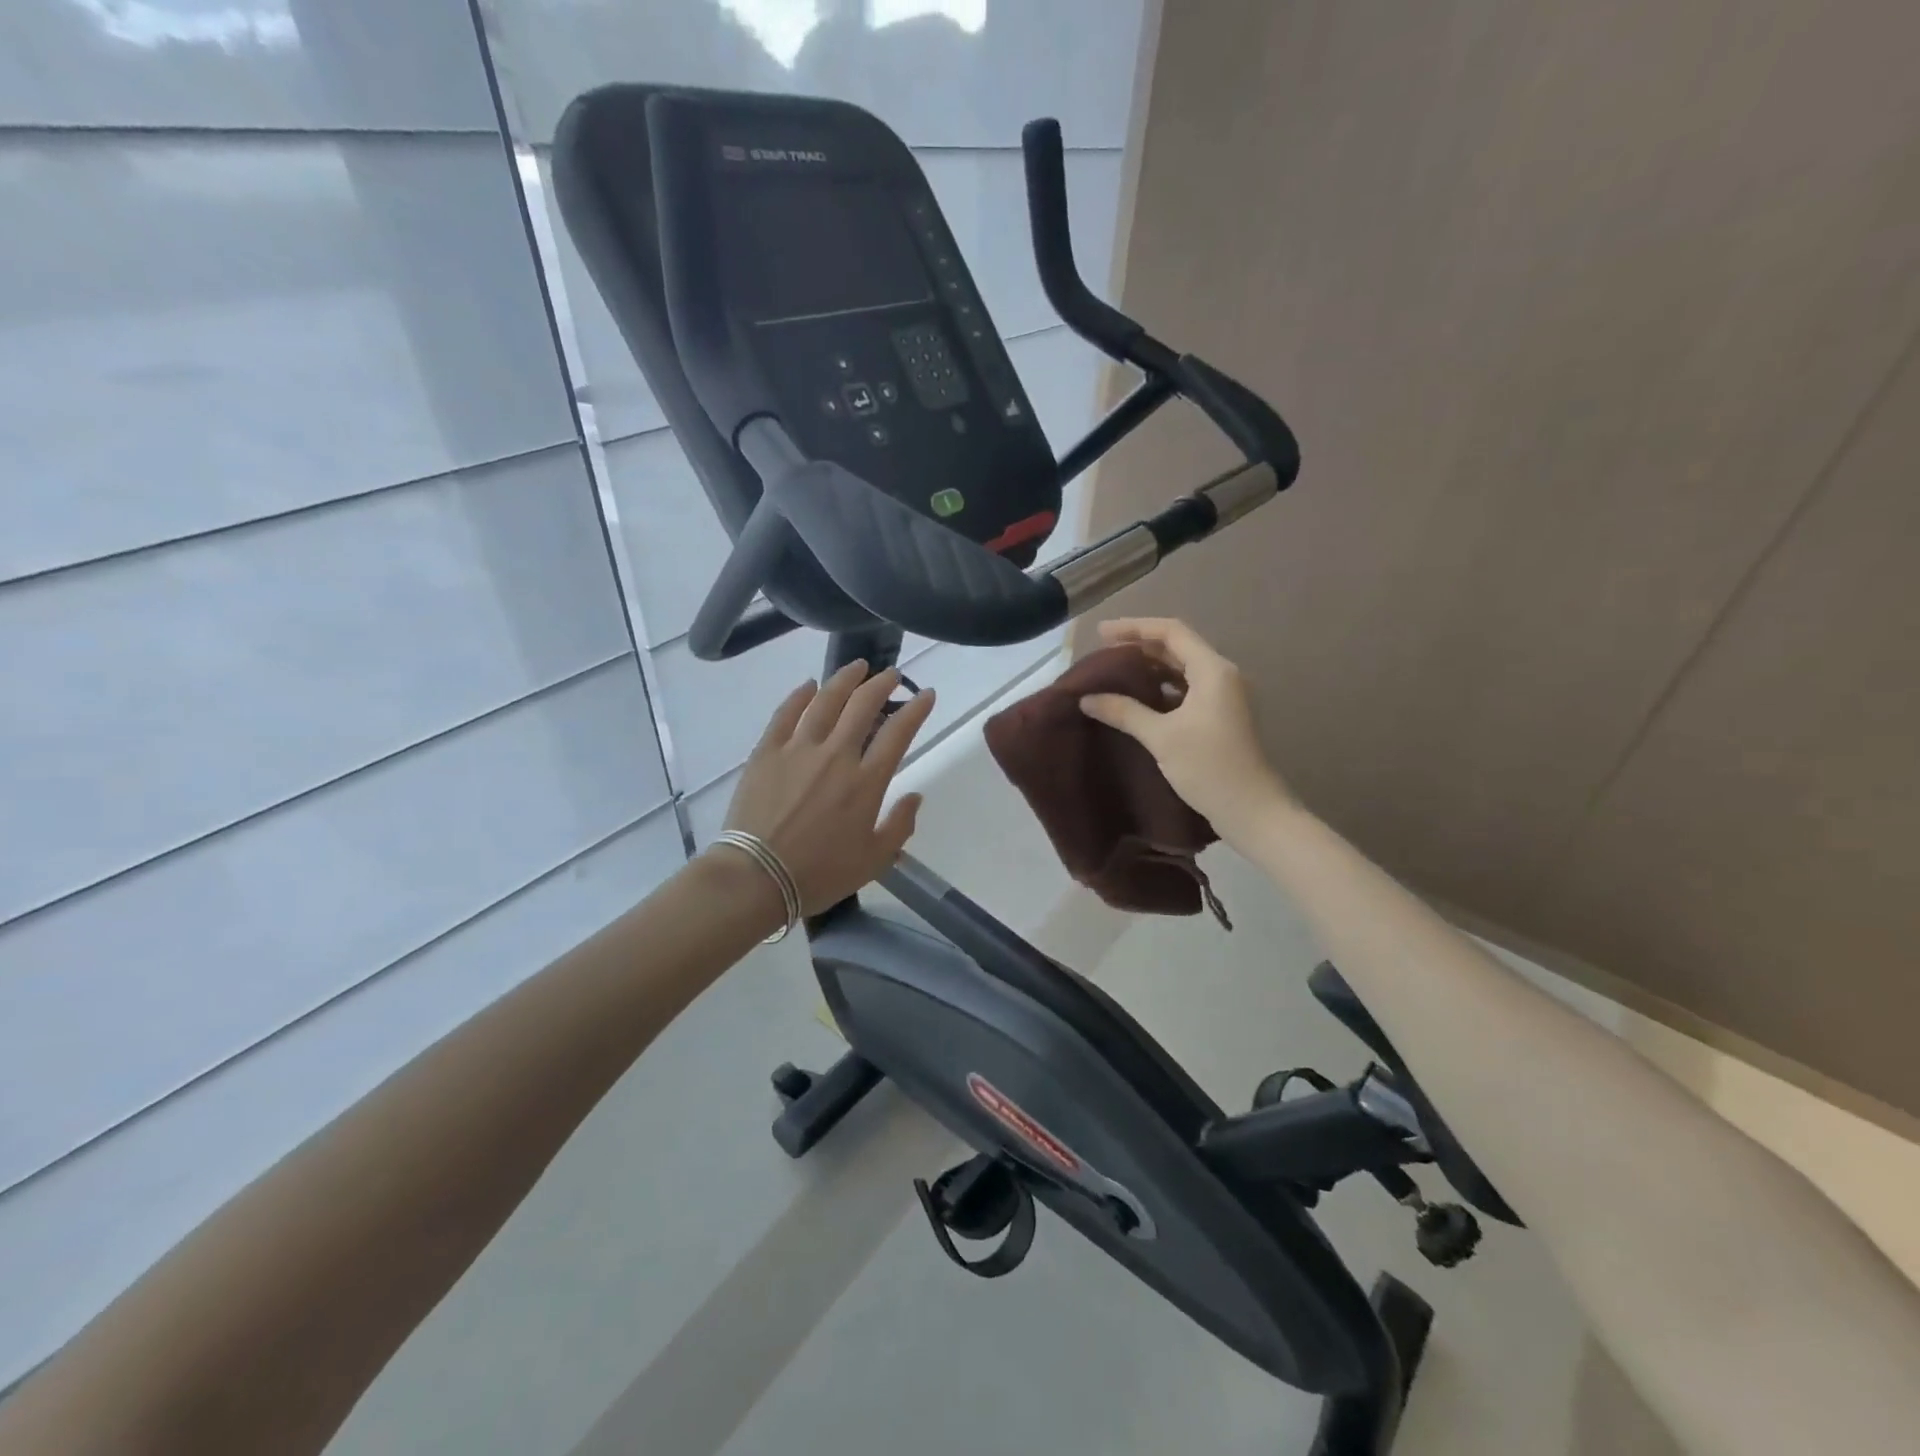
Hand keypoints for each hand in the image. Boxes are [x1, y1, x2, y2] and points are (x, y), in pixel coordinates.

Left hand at [721, 662, 935, 912]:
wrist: (756, 878)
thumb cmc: (819, 874)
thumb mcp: (873, 861)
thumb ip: (899, 826)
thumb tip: (915, 796)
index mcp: (866, 782)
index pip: (898, 732)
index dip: (916, 709)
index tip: (926, 694)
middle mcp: (836, 755)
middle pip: (863, 705)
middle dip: (882, 684)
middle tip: (891, 674)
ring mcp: (798, 749)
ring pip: (826, 700)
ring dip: (845, 679)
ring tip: (857, 667)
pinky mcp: (767, 751)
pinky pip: (786, 713)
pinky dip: (800, 695)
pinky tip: (809, 685)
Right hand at [1078, 618, 1291, 843]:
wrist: (1251, 810)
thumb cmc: (1209, 767)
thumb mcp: (1161, 737)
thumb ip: (1124, 712)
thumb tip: (1087, 699)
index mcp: (1213, 670)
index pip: (1171, 632)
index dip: (1135, 627)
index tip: (1101, 633)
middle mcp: (1222, 675)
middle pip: (1177, 647)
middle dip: (1140, 646)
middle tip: (1103, 652)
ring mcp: (1223, 696)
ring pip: (1182, 669)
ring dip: (1150, 667)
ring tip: (1115, 673)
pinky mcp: (1220, 716)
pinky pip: (1186, 689)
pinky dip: (1161, 688)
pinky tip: (1137, 699)